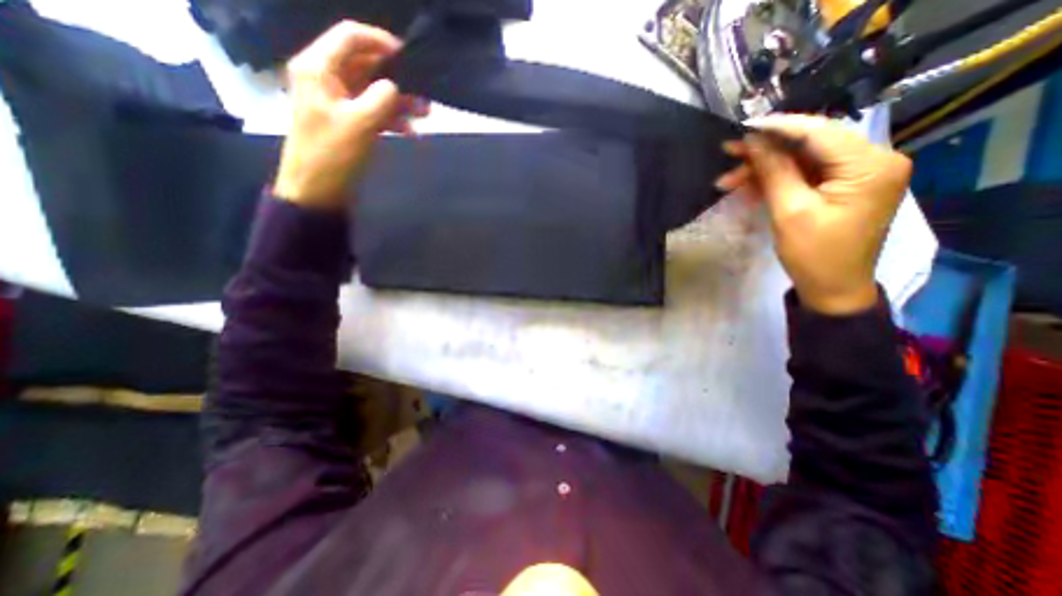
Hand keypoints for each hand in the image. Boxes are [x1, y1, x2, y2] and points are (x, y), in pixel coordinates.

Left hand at [270, 20, 428, 209]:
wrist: (317, 190)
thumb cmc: (333, 155)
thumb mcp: (360, 124)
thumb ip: (381, 99)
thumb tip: (394, 86)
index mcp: (319, 69)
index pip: (351, 38)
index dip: (381, 42)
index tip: (410, 57)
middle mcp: (327, 79)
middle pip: (366, 66)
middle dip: (396, 78)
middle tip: (424, 92)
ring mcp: (338, 103)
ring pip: (373, 91)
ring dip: (399, 101)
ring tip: (425, 113)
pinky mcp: (348, 123)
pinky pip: (373, 112)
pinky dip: (391, 119)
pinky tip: (410, 132)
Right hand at [717, 113, 915, 314]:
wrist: (832, 289)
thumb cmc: (814, 254)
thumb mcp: (790, 211)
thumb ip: (775, 171)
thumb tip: (756, 141)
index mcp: (870, 165)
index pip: (819, 132)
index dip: (778, 127)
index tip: (743, 126)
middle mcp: (873, 161)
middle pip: (810, 145)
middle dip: (765, 151)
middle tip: (728, 153)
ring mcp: (858, 175)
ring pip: (803, 160)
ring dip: (765, 169)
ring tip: (729, 180)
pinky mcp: (844, 188)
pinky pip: (805, 175)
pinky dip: (777, 181)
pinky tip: (749, 188)